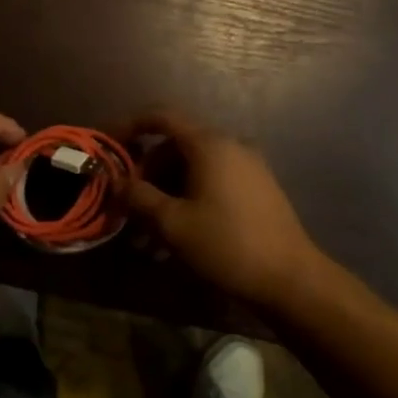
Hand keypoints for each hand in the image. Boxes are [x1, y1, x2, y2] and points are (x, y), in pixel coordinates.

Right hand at [124, 108, 325, 304]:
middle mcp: (230, 146)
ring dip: (164, 195)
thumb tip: (117, 181)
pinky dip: (188, 201)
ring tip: (146, 237)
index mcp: (209, 145)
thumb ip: (139, 196)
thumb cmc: (226, 245)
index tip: (107, 145)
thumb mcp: (172, 223)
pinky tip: (175, 238)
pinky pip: (211, 183)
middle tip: (127, 207)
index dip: (129, 126)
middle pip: (174, 147)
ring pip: (192, 170)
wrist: (290, 279)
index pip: (161, 118)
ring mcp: (247, 168)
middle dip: (146, 175)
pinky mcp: (256, 190)